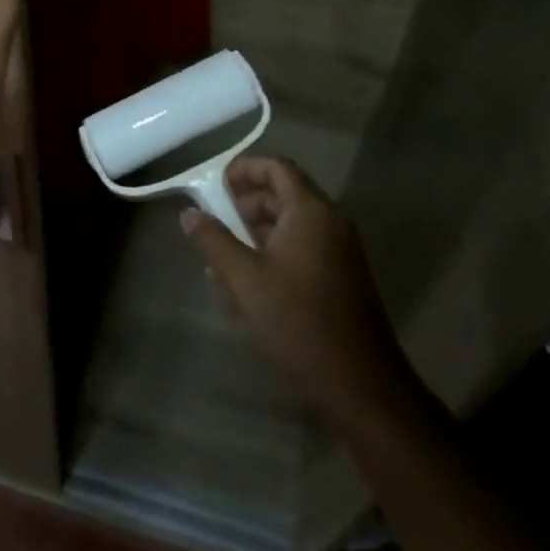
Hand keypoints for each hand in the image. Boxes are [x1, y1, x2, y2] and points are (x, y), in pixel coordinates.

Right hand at [182, 157, 415, 424]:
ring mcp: (339, 251)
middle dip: (245, 204)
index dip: (245, 168)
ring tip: (222, 259)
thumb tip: (189, 213)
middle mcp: (330, 222)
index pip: (277, 168)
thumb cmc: (298, 322)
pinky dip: (273, 254)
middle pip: (284, 194)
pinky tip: (247, 287)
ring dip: (255, 233)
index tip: (215, 183)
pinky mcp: (341, 277)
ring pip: (290, 225)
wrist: (360, 383)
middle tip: (214, 222)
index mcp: (310, 212)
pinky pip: (302, 249)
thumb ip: (214, 241)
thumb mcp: (245, 279)